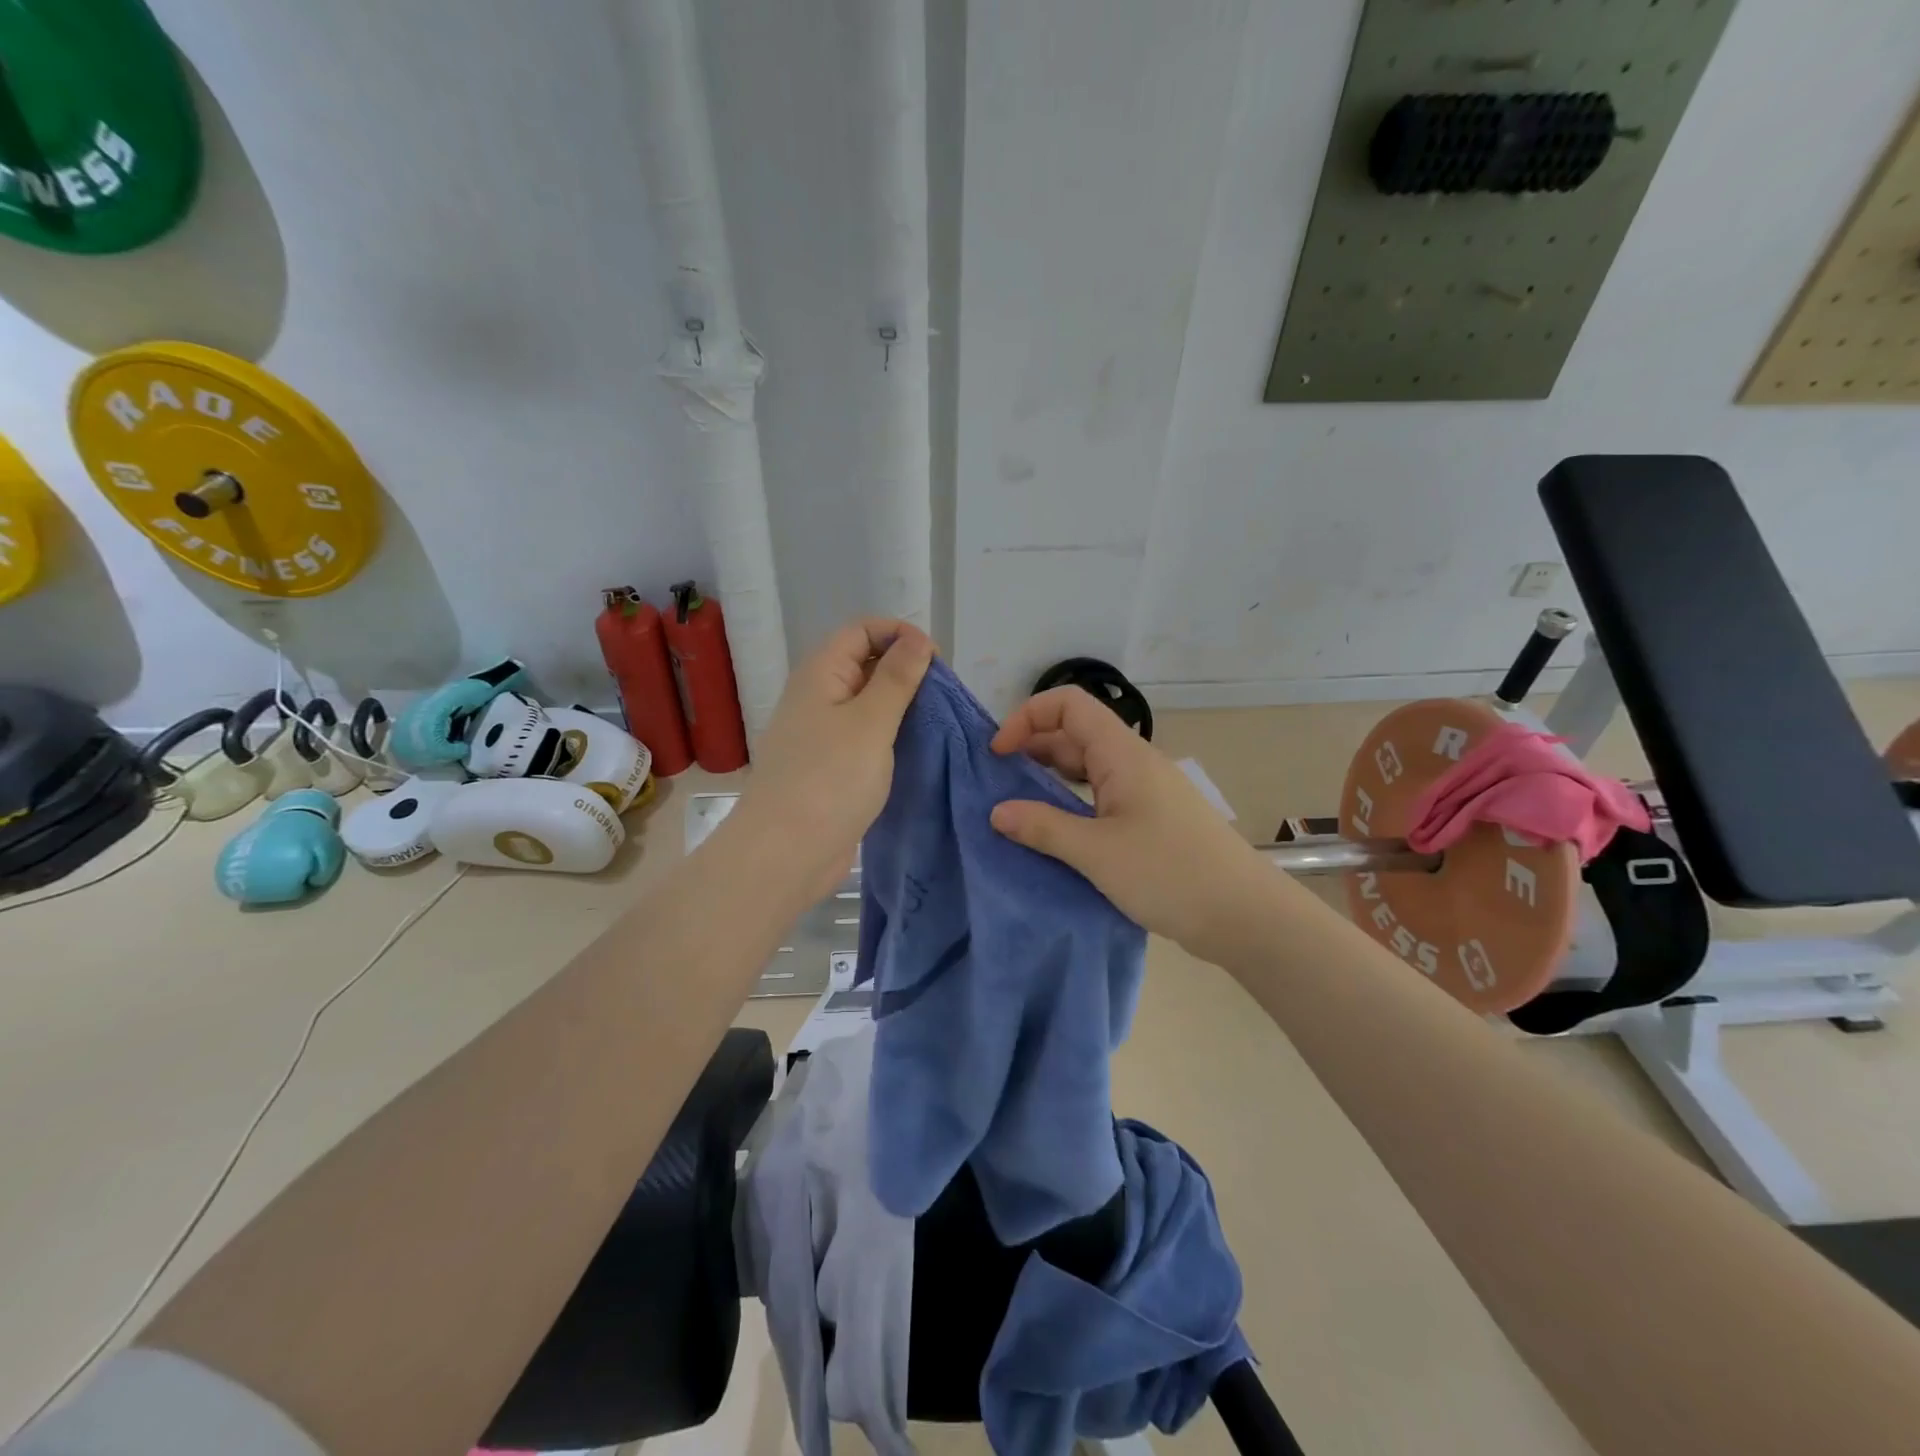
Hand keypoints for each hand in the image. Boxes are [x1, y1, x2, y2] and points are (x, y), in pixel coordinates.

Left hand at [726, 618, 935, 903]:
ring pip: (867, 703)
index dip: (900, 634)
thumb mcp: (871, 722)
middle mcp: (818, 697)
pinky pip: (864, 737)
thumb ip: (896, 678)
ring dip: (901, 707)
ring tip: (936, 723)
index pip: (861, 629)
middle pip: (865, 663)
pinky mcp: (830, 767)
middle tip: (941, 696)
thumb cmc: (829, 780)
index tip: (937, 661)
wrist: (785, 854)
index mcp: (820, 674)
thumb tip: (917, 639)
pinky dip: (890, 737)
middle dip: (905, 670)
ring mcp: (821, 734)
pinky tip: (915, 751)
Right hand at [989, 687, 1276, 960]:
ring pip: (1087, 767)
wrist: (1245, 915)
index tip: (998, 753)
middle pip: (1075, 733)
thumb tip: (996, 812)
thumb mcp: (1097, 853)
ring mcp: (1145, 791)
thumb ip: (1043, 828)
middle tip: (996, 782)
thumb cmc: (1170, 874)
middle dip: (1031, 748)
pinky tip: (1054, 830)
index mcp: (1122, 754)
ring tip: (1015, 805)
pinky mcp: (1150, 819)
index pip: (1068, 704)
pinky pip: (1100, 796)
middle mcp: (1133, 762)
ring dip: (1049, 777)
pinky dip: (1071, 803)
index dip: (1027, 716)